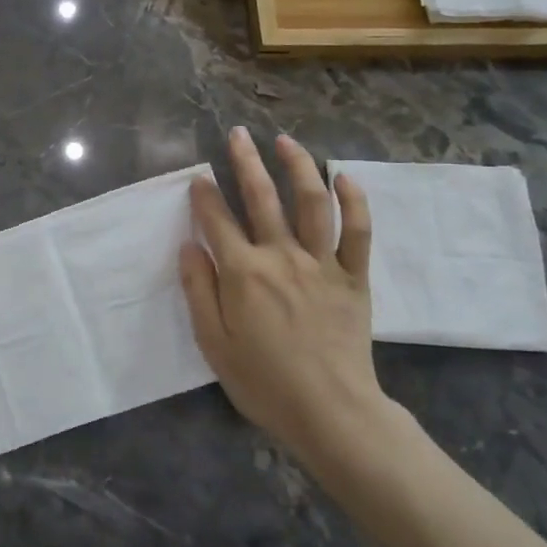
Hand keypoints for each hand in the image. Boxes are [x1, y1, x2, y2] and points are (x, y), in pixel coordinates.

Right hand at [180, 128, 394, 468]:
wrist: (330, 412)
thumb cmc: (263, 382)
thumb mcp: (213, 343)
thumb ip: (198, 290)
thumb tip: (188, 246)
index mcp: (243, 273)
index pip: (217, 220)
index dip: (204, 196)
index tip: (198, 178)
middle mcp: (281, 256)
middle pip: (262, 197)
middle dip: (246, 162)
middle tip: (238, 135)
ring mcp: (321, 263)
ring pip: (312, 202)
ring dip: (299, 167)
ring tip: (286, 141)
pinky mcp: (352, 277)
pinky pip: (357, 232)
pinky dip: (354, 202)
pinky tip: (345, 177)